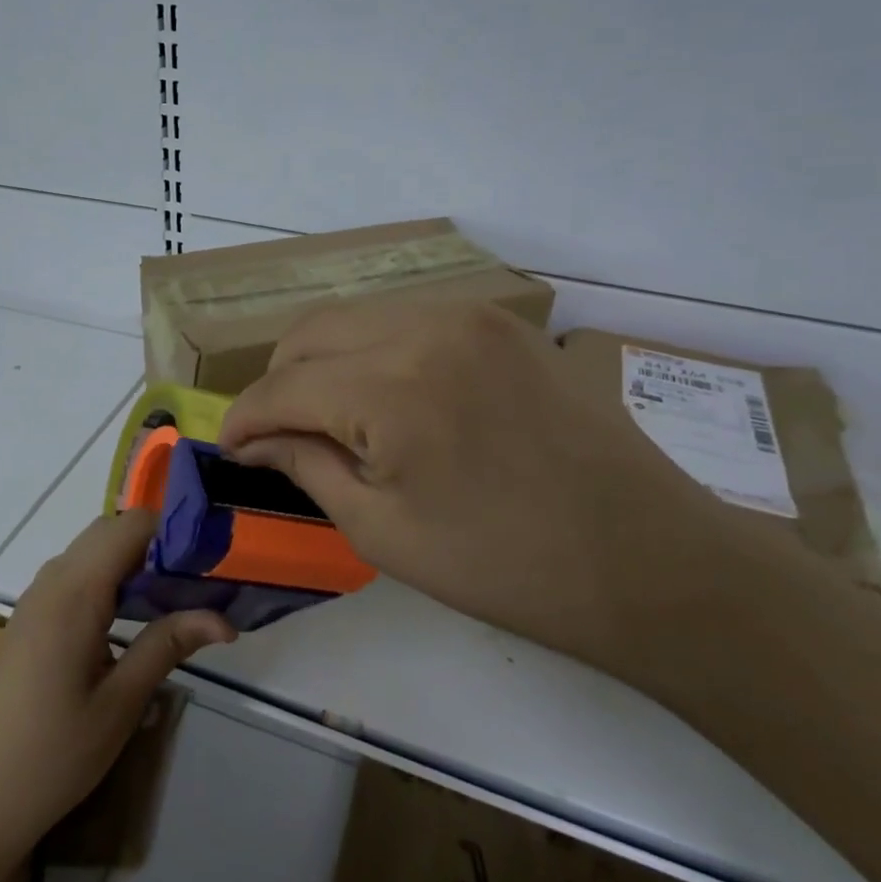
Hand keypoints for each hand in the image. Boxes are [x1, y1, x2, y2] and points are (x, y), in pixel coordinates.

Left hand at [0, 510, 235, 867]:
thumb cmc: (50, 756)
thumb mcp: (119, 703)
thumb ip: (167, 646)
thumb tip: (223, 619)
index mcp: (76, 592)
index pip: (131, 526)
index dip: (174, 530)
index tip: (211, 558)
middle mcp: (51, 582)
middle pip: (110, 532)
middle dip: (157, 545)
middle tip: (197, 582)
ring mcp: (34, 601)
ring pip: (90, 554)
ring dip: (132, 564)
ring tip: (174, 601)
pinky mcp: (26, 622)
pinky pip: (73, 579)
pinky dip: (108, 583)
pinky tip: (129, 623)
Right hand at [217, 299, 767, 683]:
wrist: (650, 562)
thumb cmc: (507, 566)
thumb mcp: (383, 531)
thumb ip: (307, 467)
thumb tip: (257, 442)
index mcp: (392, 385)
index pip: (283, 386)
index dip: (243, 419)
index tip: (230, 451)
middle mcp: (425, 325)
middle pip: (311, 332)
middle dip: (278, 382)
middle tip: (275, 436)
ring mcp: (471, 315)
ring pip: (357, 318)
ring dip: (324, 363)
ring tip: (328, 418)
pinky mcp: (503, 323)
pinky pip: (408, 321)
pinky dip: (375, 352)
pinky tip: (388, 399)